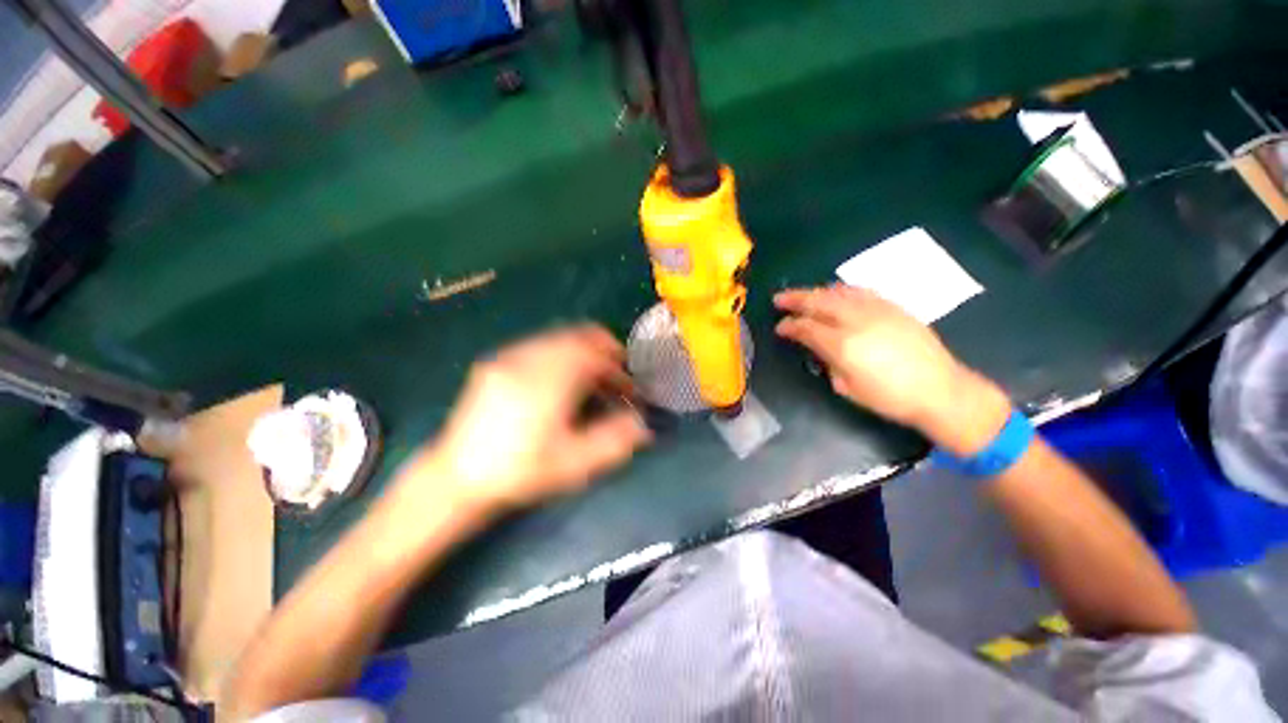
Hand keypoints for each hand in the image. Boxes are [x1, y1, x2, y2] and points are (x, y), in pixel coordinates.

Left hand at [409, 325, 652, 510]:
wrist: (457, 476)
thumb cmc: (520, 471)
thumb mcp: (574, 463)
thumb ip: (614, 440)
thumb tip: (643, 423)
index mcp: (549, 381)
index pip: (593, 353)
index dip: (616, 364)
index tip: (626, 382)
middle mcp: (528, 360)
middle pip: (576, 335)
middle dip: (602, 349)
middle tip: (614, 373)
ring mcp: (508, 357)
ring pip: (557, 336)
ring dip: (581, 350)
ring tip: (589, 377)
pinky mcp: (496, 362)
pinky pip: (538, 344)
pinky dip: (559, 352)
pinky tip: (559, 379)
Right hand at [774, 285, 1009, 454]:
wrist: (941, 390)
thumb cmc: (889, 398)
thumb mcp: (846, 387)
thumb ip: (827, 362)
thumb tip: (818, 348)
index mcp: (842, 344)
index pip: (806, 327)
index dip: (789, 326)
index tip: (779, 327)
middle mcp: (857, 320)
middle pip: (818, 301)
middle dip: (795, 299)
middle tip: (779, 299)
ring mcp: (877, 310)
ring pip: (839, 292)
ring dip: (817, 292)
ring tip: (805, 295)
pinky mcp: (894, 307)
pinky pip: (861, 291)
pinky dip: (842, 290)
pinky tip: (836, 294)